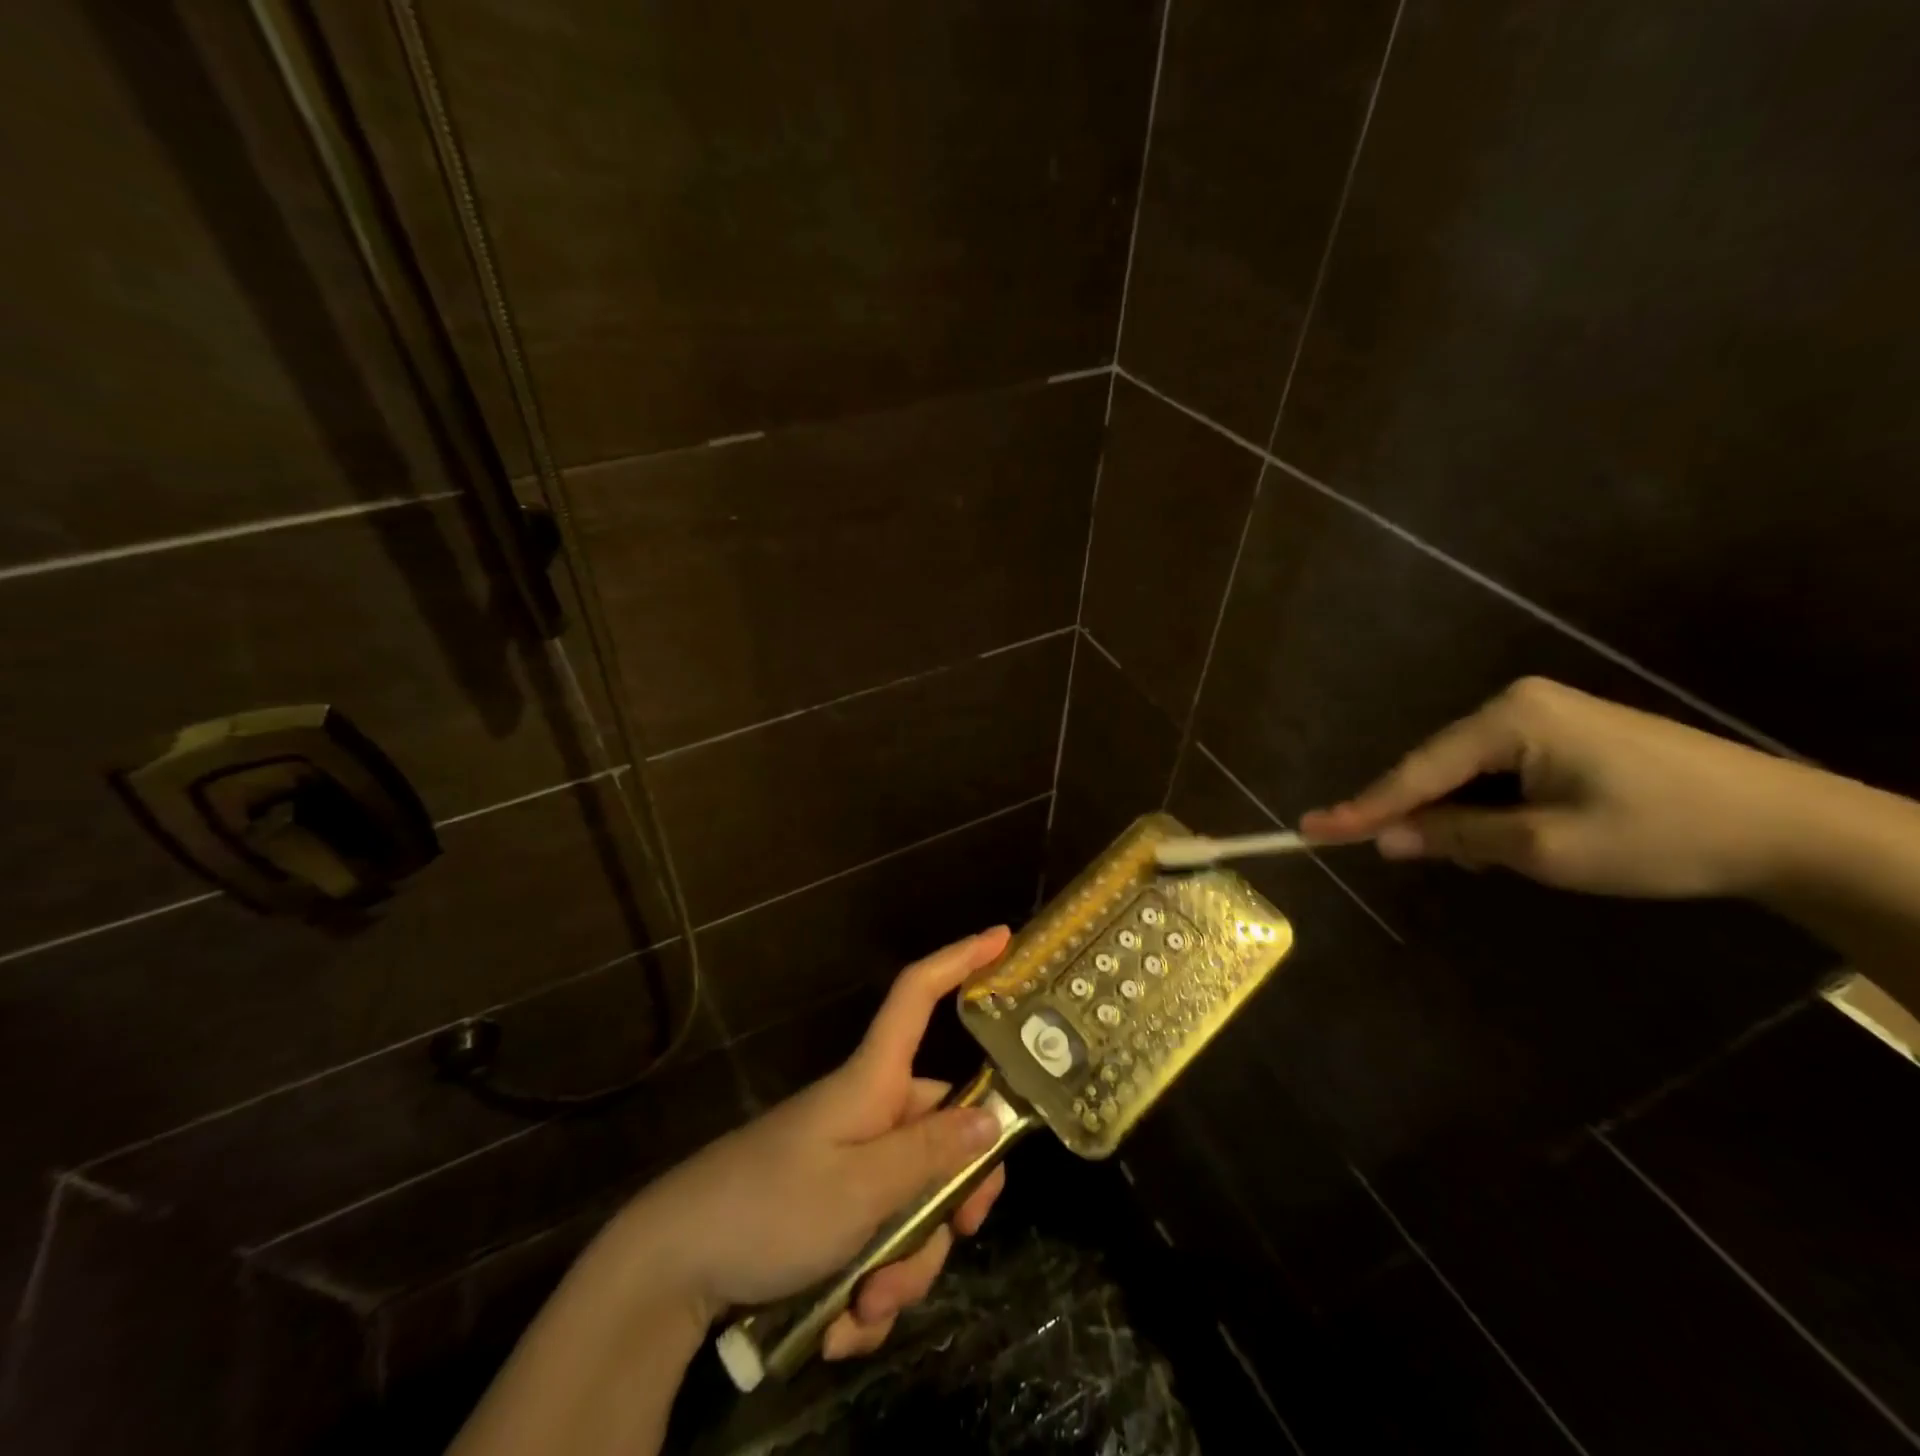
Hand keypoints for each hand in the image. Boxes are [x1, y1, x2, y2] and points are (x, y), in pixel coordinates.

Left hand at [618, 927, 1012, 1358]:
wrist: (674, 1269)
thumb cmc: (770, 1206)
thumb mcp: (859, 1188)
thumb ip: (930, 1155)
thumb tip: (993, 1121)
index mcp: (875, 1082)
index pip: (918, 996)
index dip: (959, 961)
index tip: (1004, 937)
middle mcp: (872, 1115)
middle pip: (943, 1132)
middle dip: (950, 1202)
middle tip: (950, 1243)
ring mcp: (854, 1166)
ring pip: (917, 1203)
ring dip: (904, 1265)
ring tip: (865, 1304)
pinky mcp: (835, 1212)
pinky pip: (883, 1244)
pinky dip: (872, 1286)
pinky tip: (841, 1321)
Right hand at [1299, 676, 1821, 899]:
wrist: (1791, 828)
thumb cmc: (1662, 834)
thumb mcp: (1546, 847)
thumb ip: (1457, 836)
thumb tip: (1386, 838)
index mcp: (1509, 719)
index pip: (1417, 771)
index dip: (1363, 808)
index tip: (1310, 830)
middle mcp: (1517, 704)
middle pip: (1438, 768)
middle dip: (1422, 815)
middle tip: (1405, 858)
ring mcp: (1545, 715)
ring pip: (1468, 773)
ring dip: (1461, 816)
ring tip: (1484, 857)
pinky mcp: (1567, 733)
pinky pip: (1501, 772)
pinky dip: (1491, 807)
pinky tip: (1510, 836)